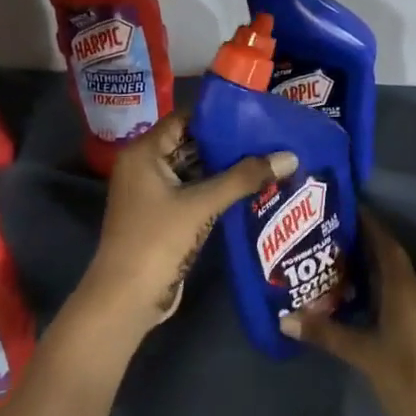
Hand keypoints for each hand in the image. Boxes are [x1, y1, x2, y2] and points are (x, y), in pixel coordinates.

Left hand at [70, 111, 295, 345]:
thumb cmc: (157, 241)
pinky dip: (216, 189)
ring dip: (225, 168)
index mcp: (144, 152)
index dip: (218, 116)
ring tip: (267, 160)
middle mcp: (144, 166)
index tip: (255, 116)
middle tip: (268, 138)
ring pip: (193, 170)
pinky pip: (193, 192)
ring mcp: (152, 192)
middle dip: (227, 143)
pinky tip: (249, 189)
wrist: (126, 299)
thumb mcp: (202, 205)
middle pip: (190, 143)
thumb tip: (289, 156)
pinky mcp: (162, 215)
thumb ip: (244, 178)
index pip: (184, 118)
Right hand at [282, 214, 415, 415]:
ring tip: (337, 264)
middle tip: (330, 236)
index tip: (345, 208)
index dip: (368, 224)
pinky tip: (357, 300)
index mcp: (404, 288)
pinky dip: (378, 290)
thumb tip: (286, 319)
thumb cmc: (407, 377)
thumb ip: (326, 334)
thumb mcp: (362, 354)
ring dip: (370, 269)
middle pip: (389, 258)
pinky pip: (399, 297)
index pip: (385, 244)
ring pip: (395, 279)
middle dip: (363, 245)